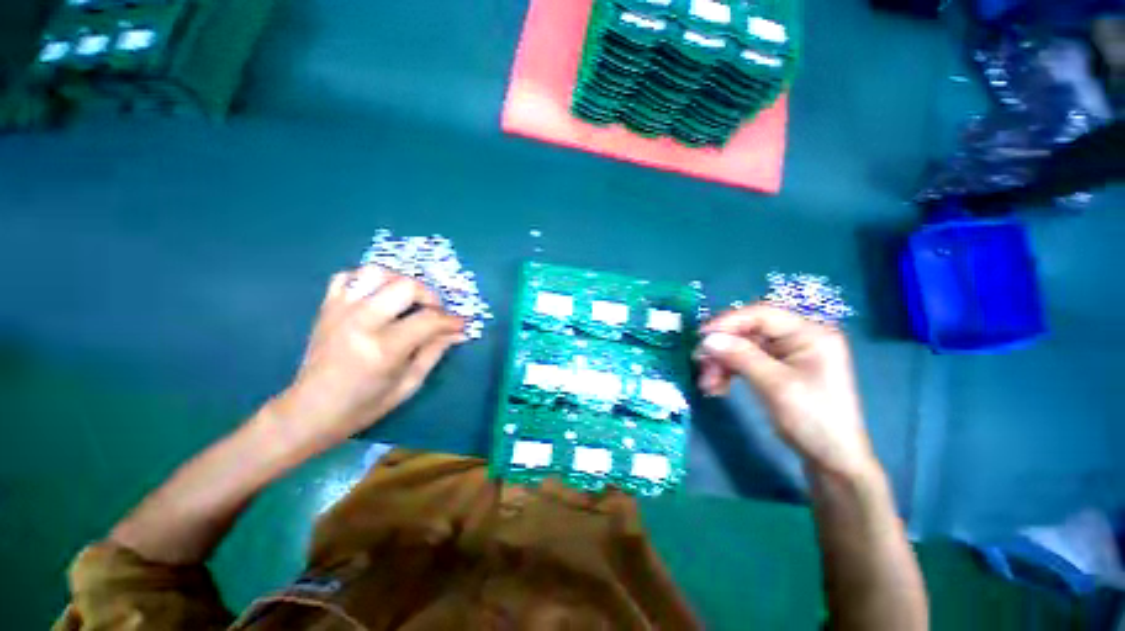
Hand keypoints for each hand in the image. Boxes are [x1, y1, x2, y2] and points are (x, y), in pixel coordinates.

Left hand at [269, 266, 464, 451]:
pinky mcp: (327, 307)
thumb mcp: (409, 384)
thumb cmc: (364, 405)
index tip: (461, 323)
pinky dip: (368, 281)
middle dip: (430, 295)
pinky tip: (378, 297)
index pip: (428, 320)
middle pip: (406, 285)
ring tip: (409, 301)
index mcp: (383, 349)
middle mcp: (360, 322)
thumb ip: (434, 352)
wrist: (309, 411)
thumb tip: (458, 332)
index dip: (451, 320)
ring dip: (400, 282)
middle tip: (435, 311)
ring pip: (376, 272)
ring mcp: (340, 311)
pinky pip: (348, 276)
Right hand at [694, 303, 877, 479]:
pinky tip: (717, 388)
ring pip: (742, 347)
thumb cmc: (813, 420)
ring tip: (707, 384)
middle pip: (748, 332)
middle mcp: (798, 338)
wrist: (831, 460)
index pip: (762, 314)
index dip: (728, 321)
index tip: (700, 336)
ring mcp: (787, 354)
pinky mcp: (777, 368)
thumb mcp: (776, 385)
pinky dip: (728, 372)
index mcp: (810, 334)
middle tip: (700, 364)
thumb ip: (741, 357)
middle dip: (722, 348)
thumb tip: (707, 339)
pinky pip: (745, 361)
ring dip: (721, 364)